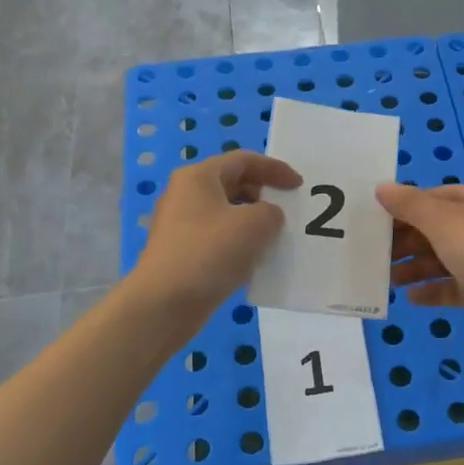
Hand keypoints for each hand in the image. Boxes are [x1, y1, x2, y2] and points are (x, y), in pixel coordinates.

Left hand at [134, 152, 301, 310]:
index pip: (243, 160)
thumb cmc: (210, 253)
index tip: (299, 186)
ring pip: (226, 213)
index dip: (275, 169)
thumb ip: (272, 212)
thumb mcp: (256, 225)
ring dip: (253, 222)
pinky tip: (253, 262)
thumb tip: (267, 218)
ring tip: (275, 238)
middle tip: (286, 211)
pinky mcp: (181, 252)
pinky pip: (218, 237)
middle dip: (263, 194)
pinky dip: (239, 242)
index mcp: (198, 177)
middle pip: (232, 184)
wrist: (165, 304)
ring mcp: (180, 225)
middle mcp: (185, 194)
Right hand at [376, 183, 463, 336]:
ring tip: (390, 280)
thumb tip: (381, 188)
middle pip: (439, 230)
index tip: (378, 222)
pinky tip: (411, 297)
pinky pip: (455, 286)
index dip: (407, 208)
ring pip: (445, 260)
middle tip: (377, 254)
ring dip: (416, 268)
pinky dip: (433, 289)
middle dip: (408, 243)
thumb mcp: (441, 219)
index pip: (437, 197)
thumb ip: (408, 204)